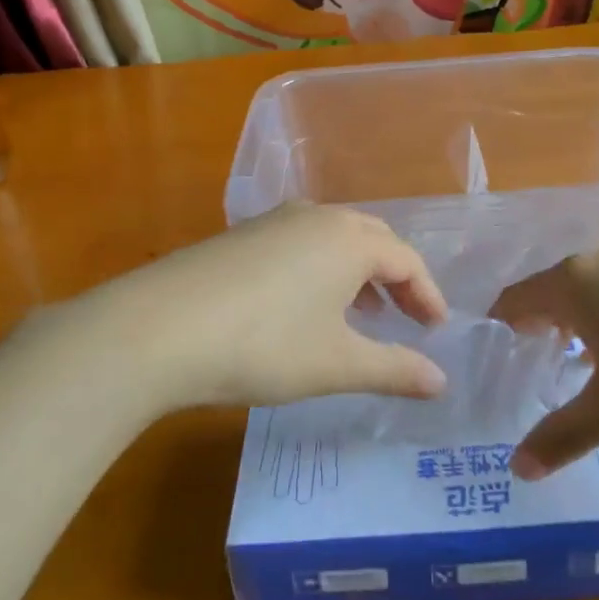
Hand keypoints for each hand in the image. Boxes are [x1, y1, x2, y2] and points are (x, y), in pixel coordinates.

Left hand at [79, 204, 449, 410]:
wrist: (157, 329)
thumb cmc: (264, 345)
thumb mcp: (336, 364)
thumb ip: (394, 369)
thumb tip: (441, 381)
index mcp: (348, 239)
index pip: (406, 260)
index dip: (427, 295)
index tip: (436, 329)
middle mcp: (315, 217)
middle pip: (372, 239)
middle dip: (395, 278)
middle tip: (406, 318)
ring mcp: (271, 222)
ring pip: (332, 239)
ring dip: (357, 273)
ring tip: (360, 314)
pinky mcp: (238, 237)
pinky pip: (298, 244)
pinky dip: (320, 270)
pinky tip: (303, 306)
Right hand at [490, 250, 598, 477]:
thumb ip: (562, 436)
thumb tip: (517, 470)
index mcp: (571, 283)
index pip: (513, 300)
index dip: (498, 333)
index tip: (493, 368)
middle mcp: (596, 262)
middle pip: (546, 294)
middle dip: (533, 333)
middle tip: (527, 377)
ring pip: (584, 293)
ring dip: (571, 328)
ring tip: (571, 371)